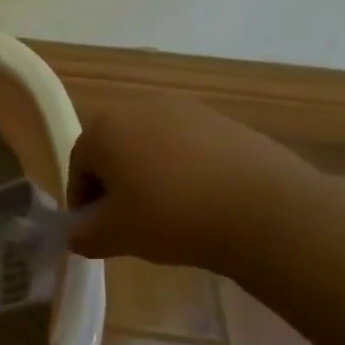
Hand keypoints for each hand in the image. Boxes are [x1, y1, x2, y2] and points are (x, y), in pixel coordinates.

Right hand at [65, 94, 316, 270]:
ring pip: (153, 147)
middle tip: (130, 220)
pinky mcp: (228, 121)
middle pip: (115, 150)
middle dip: (117, 183)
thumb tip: (76, 234)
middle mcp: (141, 107)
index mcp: (104, 128)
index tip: (97, 229)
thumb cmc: (171, 217)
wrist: (267, 211)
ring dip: (151, 175)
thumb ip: (81, 235)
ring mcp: (189, 110)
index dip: (84, 201)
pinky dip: (187, 170)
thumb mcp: (112, 236)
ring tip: (169, 212)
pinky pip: (190, 147)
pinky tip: (203, 201)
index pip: (78, 166)